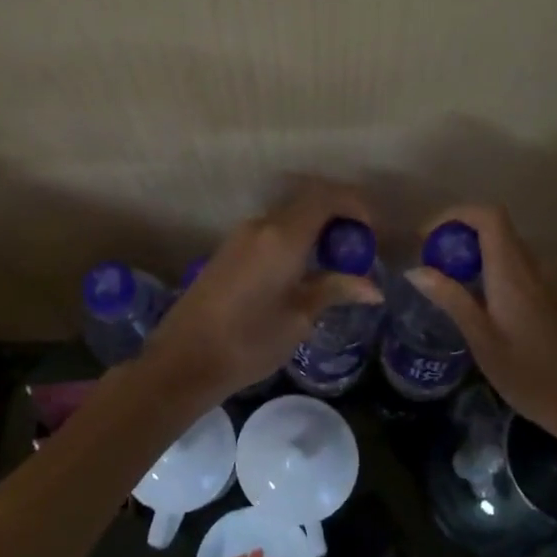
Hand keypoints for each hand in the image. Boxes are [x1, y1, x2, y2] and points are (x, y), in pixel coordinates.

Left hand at [142, 181, 383, 406]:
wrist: (184, 359)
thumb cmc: (248, 341)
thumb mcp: (298, 319)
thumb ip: (334, 291)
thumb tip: (372, 288)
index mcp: (282, 236)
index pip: (325, 198)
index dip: (354, 205)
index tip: (371, 230)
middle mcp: (260, 226)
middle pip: (306, 204)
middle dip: (336, 218)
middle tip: (357, 249)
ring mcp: (240, 237)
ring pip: (286, 218)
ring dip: (313, 230)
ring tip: (333, 263)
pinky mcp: (227, 251)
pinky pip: (269, 232)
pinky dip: (293, 239)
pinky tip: (302, 270)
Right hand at [407, 204, 556, 447]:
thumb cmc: (538, 379)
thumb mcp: (484, 343)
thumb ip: (452, 300)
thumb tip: (416, 269)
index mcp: (514, 271)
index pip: (487, 215)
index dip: (453, 215)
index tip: (426, 239)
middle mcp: (537, 267)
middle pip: (496, 231)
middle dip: (459, 240)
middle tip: (432, 270)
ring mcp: (555, 282)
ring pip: (509, 253)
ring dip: (478, 260)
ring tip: (452, 292)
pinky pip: (523, 272)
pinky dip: (497, 276)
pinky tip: (488, 314)